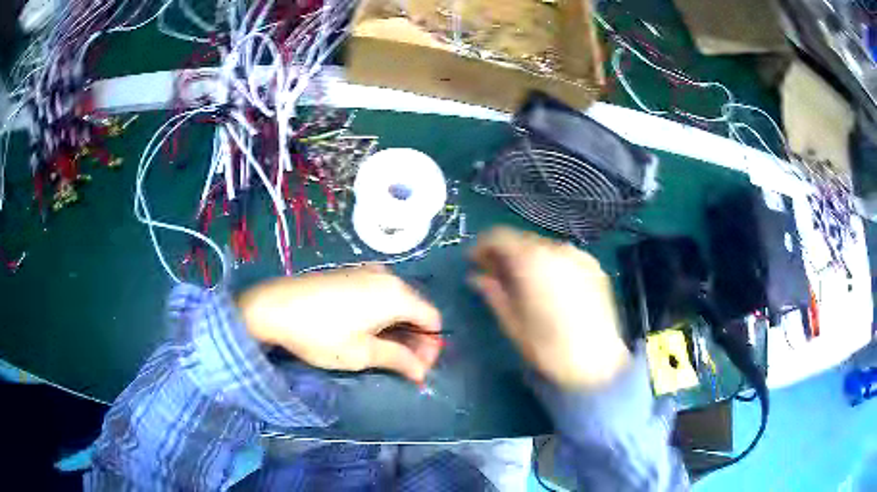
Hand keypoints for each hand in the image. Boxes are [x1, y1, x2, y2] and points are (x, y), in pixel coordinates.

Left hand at [238, 265, 442, 383]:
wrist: (274, 306)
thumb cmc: (321, 334)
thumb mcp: (362, 353)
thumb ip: (398, 360)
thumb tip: (422, 372)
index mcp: (396, 294)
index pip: (432, 319)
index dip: (431, 346)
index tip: (418, 368)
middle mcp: (387, 277)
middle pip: (416, 309)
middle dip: (415, 339)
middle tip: (404, 365)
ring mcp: (367, 271)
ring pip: (397, 302)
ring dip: (398, 328)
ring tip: (384, 352)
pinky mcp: (350, 273)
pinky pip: (379, 294)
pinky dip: (382, 314)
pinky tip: (367, 331)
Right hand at [469, 227, 629, 388]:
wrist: (597, 362)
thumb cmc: (547, 347)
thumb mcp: (512, 323)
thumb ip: (493, 293)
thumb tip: (477, 277)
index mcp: (532, 260)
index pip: (499, 237)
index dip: (483, 247)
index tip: (474, 262)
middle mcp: (557, 249)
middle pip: (523, 240)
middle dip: (506, 254)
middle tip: (495, 274)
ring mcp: (579, 256)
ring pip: (545, 248)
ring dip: (529, 259)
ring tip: (524, 283)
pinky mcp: (595, 267)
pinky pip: (565, 257)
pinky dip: (551, 265)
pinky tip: (551, 287)